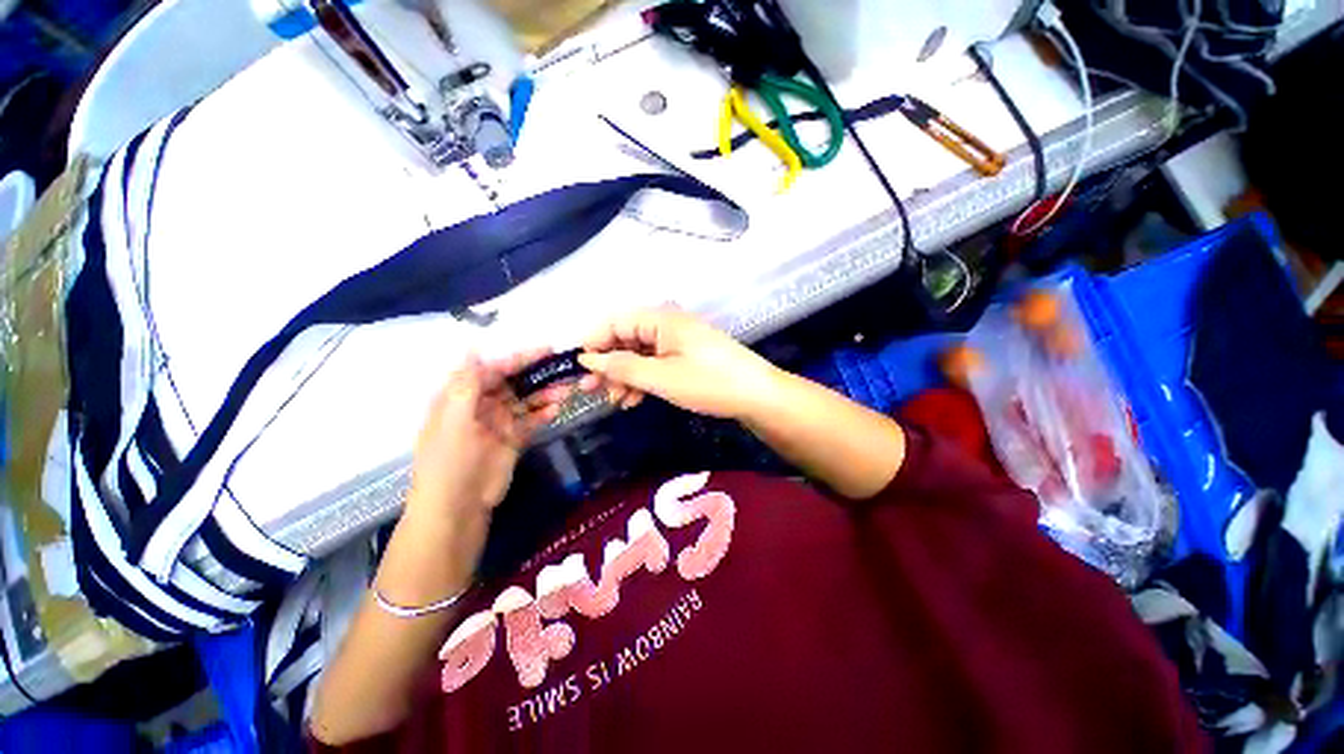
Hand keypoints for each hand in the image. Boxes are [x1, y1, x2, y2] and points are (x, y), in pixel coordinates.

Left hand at [406, 350, 558, 526]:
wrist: (458, 507)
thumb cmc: (449, 461)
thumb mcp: (454, 420)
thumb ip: (466, 384)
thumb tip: (472, 346)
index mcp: (462, 397)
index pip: (493, 369)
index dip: (518, 358)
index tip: (544, 350)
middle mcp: (482, 405)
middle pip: (513, 382)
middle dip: (537, 374)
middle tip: (564, 366)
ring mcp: (500, 422)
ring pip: (526, 400)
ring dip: (545, 393)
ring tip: (567, 389)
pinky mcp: (515, 439)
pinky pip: (532, 420)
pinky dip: (544, 413)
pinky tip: (557, 409)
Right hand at [572, 307, 781, 418]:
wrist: (756, 395)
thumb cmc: (708, 382)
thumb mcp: (660, 377)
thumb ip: (622, 367)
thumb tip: (588, 359)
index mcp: (660, 319)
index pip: (614, 322)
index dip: (592, 343)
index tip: (577, 369)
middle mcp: (666, 324)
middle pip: (625, 339)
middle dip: (607, 365)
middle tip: (591, 391)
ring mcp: (677, 340)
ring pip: (638, 354)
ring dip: (624, 376)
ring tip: (616, 402)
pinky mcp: (685, 356)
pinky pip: (654, 363)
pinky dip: (642, 380)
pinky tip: (635, 400)